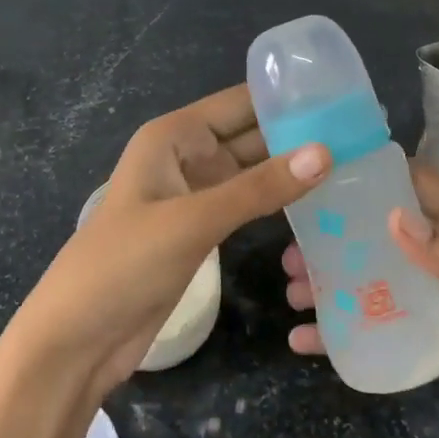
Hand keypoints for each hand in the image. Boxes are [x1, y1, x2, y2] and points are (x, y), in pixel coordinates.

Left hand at [10, 84, 329, 396]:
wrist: (77, 339)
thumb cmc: (123, 264)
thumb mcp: (192, 221)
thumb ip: (258, 189)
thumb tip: (325, 152)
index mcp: (174, 136)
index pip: (240, 103)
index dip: (286, 98)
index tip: (342, 98)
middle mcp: (186, 156)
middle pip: (251, 135)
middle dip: (298, 134)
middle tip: (361, 134)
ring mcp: (194, 195)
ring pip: (252, 171)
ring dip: (292, 169)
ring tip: (352, 163)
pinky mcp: (201, 230)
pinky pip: (247, 204)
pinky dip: (277, 201)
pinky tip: (317, 203)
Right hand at [283, 164, 438, 437]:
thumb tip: (394, 217)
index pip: (418, 182)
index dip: (374, 170)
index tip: (321, 170)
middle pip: (383, 230)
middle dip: (336, 233)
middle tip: (291, 245)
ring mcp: (436, 300)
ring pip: (373, 277)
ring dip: (332, 280)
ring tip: (291, 290)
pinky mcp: (429, 341)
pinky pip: (379, 326)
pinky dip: (343, 331)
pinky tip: (306, 342)